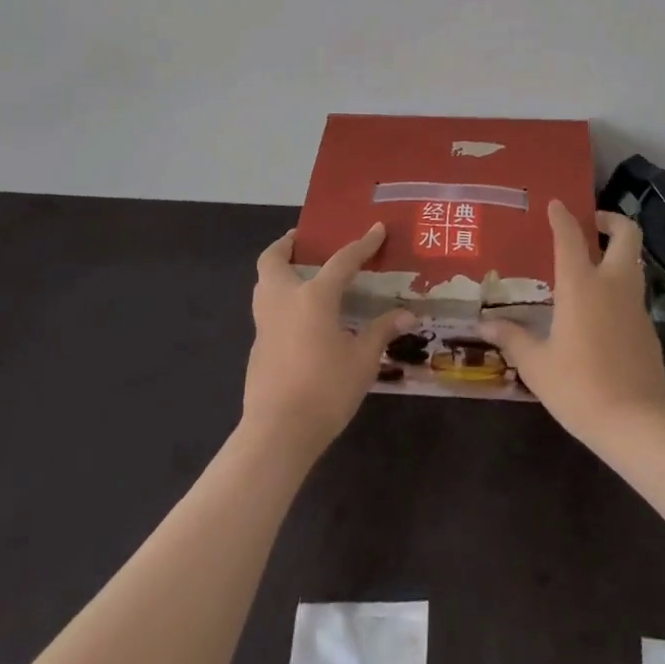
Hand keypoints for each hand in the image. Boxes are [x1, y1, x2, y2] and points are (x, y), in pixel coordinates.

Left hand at [244, 223, 415, 456]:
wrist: (277, 434)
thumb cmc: (325, 390)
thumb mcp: (363, 360)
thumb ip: (381, 332)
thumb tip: (407, 315)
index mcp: (314, 296)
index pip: (342, 260)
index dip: (363, 244)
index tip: (377, 229)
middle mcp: (284, 300)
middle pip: (273, 260)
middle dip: (286, 245)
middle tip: (304, 242)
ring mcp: (265, 324)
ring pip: (263, 284)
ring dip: (278, 272)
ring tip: (301, 275)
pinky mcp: (257, 348)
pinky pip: (267, 311)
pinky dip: (280, 302)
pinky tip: (300, 320)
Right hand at [478, 201, 664, 448]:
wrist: (637, 423)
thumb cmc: (580, 387)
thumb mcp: (537, 365)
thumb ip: (513, 339)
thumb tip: (485, 326)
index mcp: (581, 285)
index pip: (571, 236)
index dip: (562, 216)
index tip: (556, 204)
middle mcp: (612, 284)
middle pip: (626, 234)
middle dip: (611, 220)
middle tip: (592, 225)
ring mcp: (635, 305)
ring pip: (634, 262)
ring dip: (617, 253)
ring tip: (592, 266)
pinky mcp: (648, 328)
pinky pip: (634, 294)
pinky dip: (620, 288)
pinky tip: (601, 313)